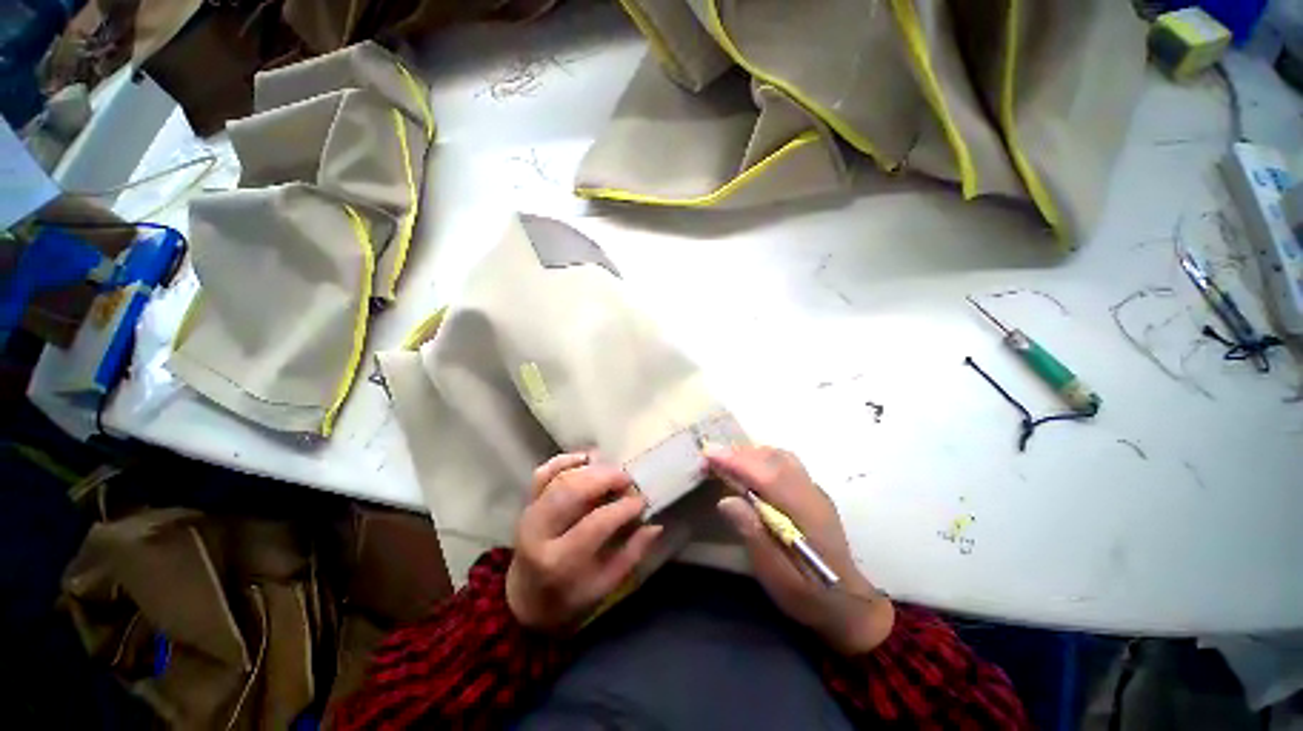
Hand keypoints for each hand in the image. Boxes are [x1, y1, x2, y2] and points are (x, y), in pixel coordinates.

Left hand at [506, 453, 662, 631]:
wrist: (525, 599)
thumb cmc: (569, 597)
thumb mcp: (604, 586)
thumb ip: (631, 554)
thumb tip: (654, 525)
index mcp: (559, 561)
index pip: (595, 523)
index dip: (622, 508)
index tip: (642, 501)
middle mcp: (539, 532)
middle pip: (573, 491)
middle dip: (606, 478)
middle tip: (628, 479)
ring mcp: (530, 514)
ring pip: (561, 478)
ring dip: (591, 469)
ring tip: (614, 471)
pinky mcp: (527, 502)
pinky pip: (543, 472)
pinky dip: (565, 460)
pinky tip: (587, 458)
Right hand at [708, 446, 893, 654]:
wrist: (849, 605)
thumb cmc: (808, 595)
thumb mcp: (776, 576)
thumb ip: (753, 535)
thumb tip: (726, 500)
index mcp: (805, 514)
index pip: (768, 475)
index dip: (737, 461)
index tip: (708, 454)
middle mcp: (811, 493)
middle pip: (773, 459)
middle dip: (738, 453)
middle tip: (709, 459)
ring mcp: (814, 490)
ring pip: (780, 457)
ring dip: (750, 454)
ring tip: (725, 462)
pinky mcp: (812, 492)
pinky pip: (784, 463)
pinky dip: (761, 458)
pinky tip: (749, 469)